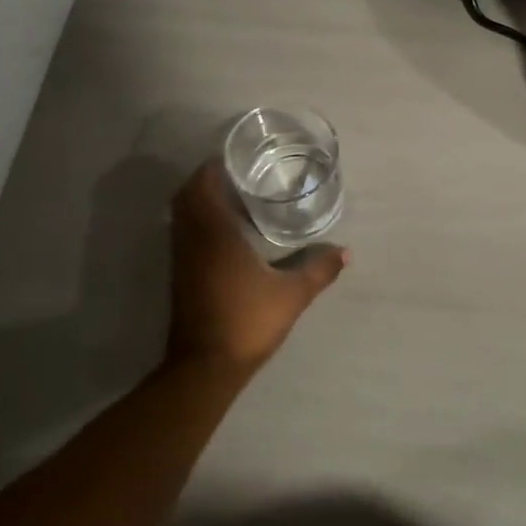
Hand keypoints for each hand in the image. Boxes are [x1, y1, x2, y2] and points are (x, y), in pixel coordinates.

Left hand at [167, 160, 347, 378]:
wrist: (205, 367)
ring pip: (182, 215)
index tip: (237, 159)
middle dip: (207, 180)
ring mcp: (182, 258)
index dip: (214, 167)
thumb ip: (319, 270)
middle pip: (187, 195)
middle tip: (238, 175)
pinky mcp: (180, 275)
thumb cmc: (247, 321)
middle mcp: (192, 239)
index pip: (203, 185)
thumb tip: (346, 252)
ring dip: (200, 201)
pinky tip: (224, 231)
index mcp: (214, 233)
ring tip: (233, 197)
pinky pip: (184, 233)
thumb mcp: (292, 295)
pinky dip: (198, 221)